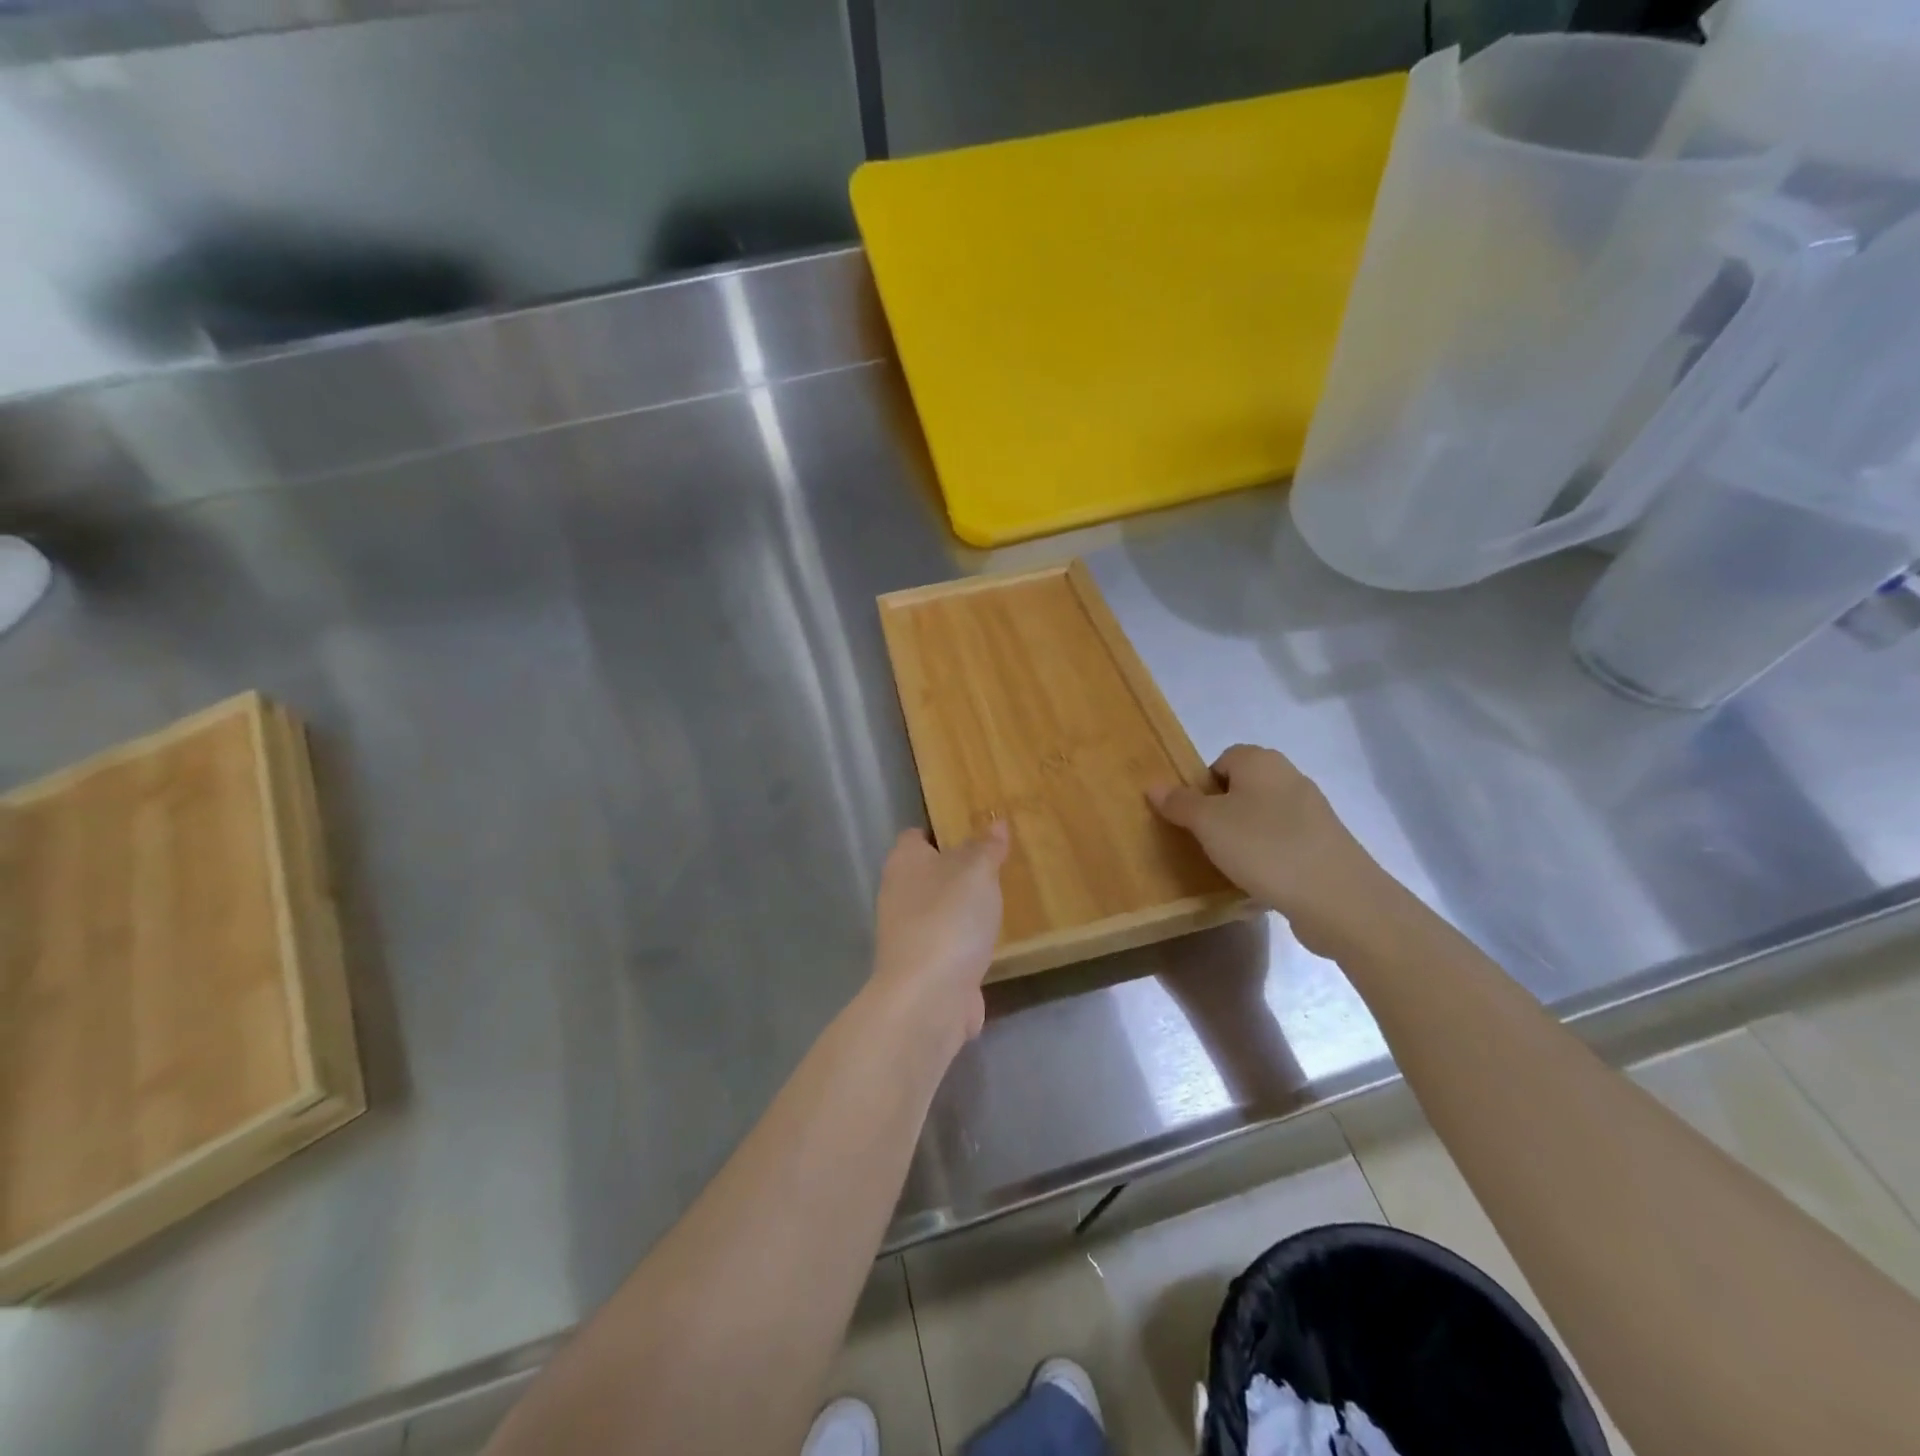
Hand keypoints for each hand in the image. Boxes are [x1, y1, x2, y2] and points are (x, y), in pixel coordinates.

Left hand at [868, 822, 1009, 1052]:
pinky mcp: (923, 967)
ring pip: (940, 909)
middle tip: (999, 863)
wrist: (928, 997)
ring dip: (964, 908)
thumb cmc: (949, 919)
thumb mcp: (976, 871)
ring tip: (1002, 899)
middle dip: (960, 870)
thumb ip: (986, 846)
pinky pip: (949, 943)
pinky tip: (993, 941)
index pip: (917, 834)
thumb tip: (995, 822)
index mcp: (904, 862)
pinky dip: (967, 942)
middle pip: (930, 872)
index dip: (944, 828)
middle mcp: (898, 894)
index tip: (977, 829)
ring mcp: (908, 934)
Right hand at [1150, 745, 1380, 953]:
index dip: (1202, 786)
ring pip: (1263, 816)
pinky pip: (1284, 843)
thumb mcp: (1208, 824)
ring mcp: (1312, 812)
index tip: (1193, 818)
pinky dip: (1269, 857)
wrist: (1337, 897)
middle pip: (1243, 788)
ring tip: (1231, 865)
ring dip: (1245, 837)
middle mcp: (1289, 777)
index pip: (1222, 760)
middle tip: (1206, 842)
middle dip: (1222, 813)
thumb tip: (1154, 785)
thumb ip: (1180, 803)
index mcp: (1261, 761)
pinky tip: (1261, 881)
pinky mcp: (1324, 844)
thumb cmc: (1264, 848)